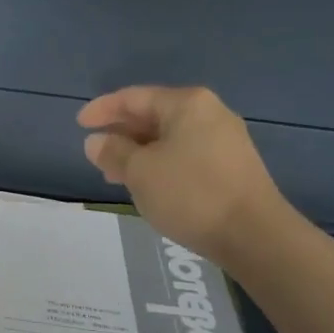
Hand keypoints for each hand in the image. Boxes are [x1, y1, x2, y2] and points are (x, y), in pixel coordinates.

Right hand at [77, 85, 288, 264]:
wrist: (254, 235)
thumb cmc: (191, 193)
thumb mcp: (140, 172)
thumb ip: (114, 152)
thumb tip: (96, 141)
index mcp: (187, 104)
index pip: (134, 97)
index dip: (102, 109)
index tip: (79, 125)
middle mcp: (209, 113)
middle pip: (153, 115)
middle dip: (121, 133)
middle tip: (95, 153)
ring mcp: (224, 140)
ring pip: (168, 138)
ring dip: (138, 153)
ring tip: (115, 174)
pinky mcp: (231, 166)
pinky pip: (184, 155)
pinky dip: (160, 164)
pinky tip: (148, 185)